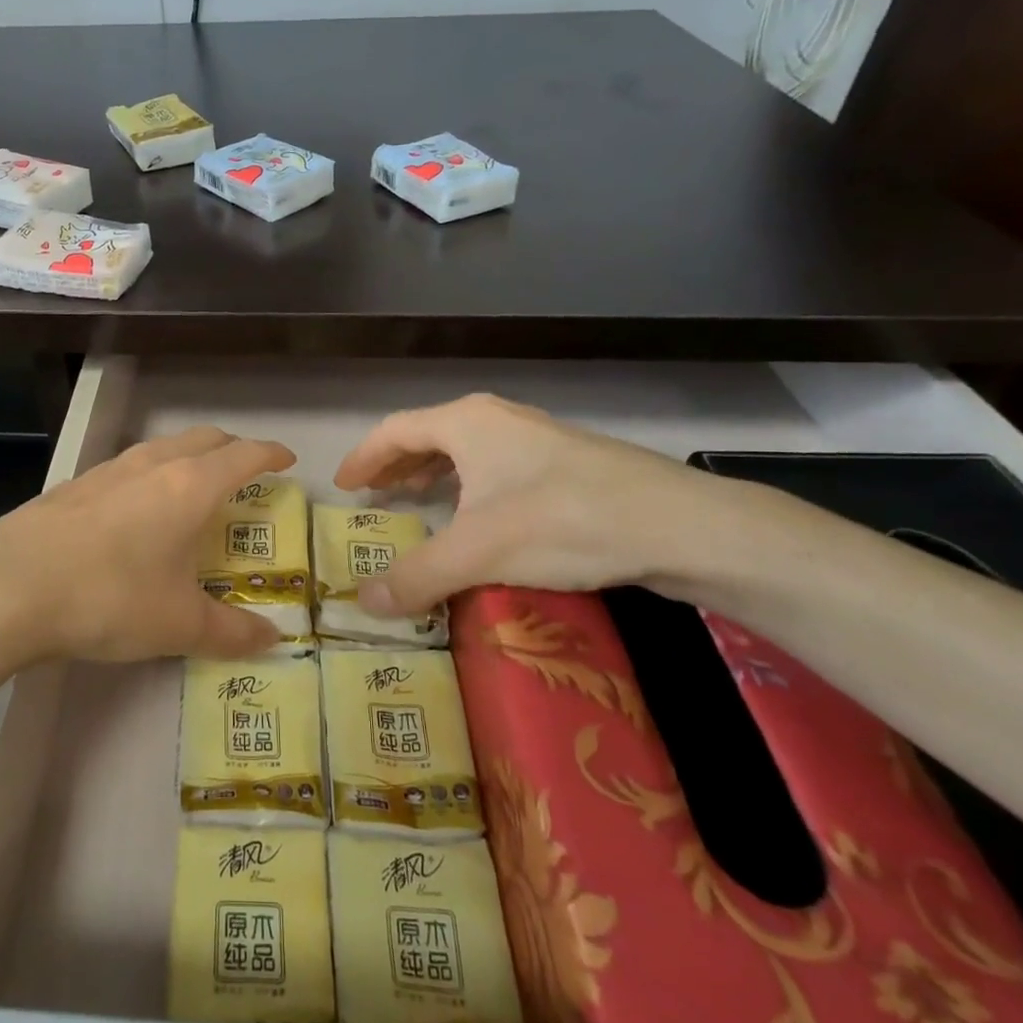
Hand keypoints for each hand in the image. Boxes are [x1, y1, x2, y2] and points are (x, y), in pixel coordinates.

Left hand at [0, 426, 297, 669]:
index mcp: (190, 486)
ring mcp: (108, 470)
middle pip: (204, 438)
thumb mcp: (178, 624)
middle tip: (246, 472)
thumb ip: (230, 632)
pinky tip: (136, 510)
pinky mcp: (74, 485)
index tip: (287, 460)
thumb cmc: (109, 597)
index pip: (244, 456)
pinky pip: (128, 467)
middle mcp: (152, 465)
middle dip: (231, 449)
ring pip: (162, 447)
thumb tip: (271, 641)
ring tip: (193, 487)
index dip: (270, 454)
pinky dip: (150, 474)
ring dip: (188, 457)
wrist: (7, 585)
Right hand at [333, 393, 717, 614]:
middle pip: (429, 436)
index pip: (394, 430)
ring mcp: (537, 438)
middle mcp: (497, 419)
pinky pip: (497, 468)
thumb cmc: (562, 522)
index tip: (343, 485)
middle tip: (375, 496)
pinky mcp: (568, 463)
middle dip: (397, 466)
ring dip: (434, 476)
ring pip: (467, 452)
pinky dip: (470, 487)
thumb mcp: (477, 552)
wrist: (679, 525)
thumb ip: (417, 576)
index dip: (364, 457)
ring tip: (417, 503)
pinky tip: (479, 518)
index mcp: (466, 423)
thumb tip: (363, 603)